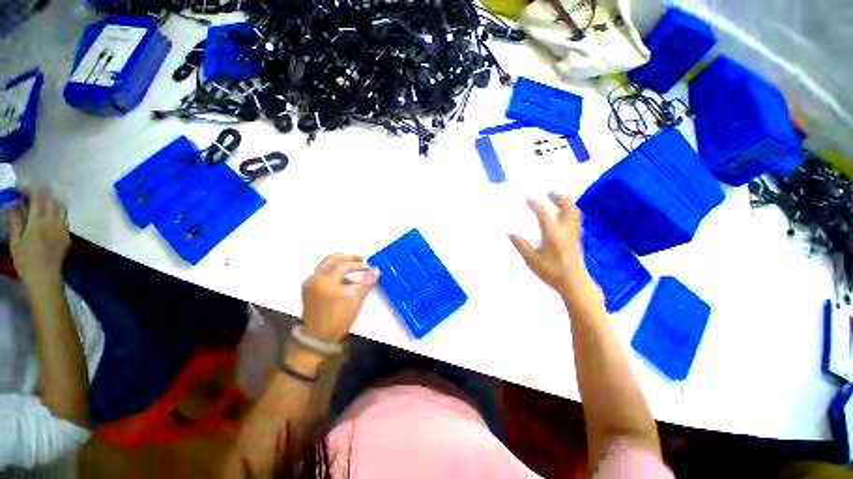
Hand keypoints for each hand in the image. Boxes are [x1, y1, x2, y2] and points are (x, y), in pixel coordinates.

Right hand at [5, 188, 69, 287]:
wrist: (44, 279)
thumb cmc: (26, 262)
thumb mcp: (15, 241)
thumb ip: (14, 222)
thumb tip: (11, 205)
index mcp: (38, 222)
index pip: (37, 198)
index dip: (30, 189)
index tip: (21, 187)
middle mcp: (53, 223)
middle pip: (52, 201)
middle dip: (43, 192)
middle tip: (32, 192)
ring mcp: (63, 230)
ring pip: (61, 209)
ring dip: (53, 201)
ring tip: (42, 200)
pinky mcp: (67, 238)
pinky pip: (65, 220)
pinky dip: (58, 212)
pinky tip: (51, 215)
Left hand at [300, 254, 379, 343]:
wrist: (317, 339)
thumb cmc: (337, 319)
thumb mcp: (355, 300)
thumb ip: (366, 283)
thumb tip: (376, 271)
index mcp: (324, 280)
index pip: (343, 265)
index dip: (358, 264)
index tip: (370, 266)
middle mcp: (314, 278)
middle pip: (332, 259)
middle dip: (349, 258)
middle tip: (362, 260)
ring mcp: (310, 284)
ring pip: (327, 265)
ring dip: (342, 264)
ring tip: (356, 268)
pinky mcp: (310, 290)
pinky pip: (324, 274)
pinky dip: (336, 272)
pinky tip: (347, 278)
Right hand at [510, 193, 594, 297]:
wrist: (574, 283)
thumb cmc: (551, 272)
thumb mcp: (531, 260)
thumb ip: (521, 245)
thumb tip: (510, 233)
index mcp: (553, 234)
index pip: (544, 213)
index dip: (535, 204)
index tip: (527, 199)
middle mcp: (565, 230)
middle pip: (566, 208)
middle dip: (558, 197)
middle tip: (549, 191)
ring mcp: (574, 234)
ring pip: (574, 213)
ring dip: (567, 203)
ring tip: (558, 198)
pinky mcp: (577, 239)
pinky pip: (576, 219)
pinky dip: (570, 211)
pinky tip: (564, 214)